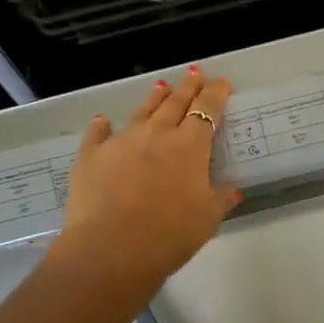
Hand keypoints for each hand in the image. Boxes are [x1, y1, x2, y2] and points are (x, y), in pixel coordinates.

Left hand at [51, 66, 240, 293]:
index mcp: (189, 146)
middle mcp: (156, 134)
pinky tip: (102, 120)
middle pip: (175, 103)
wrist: (110, 249)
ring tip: (160, 86)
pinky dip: (101, 126)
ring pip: (141, 112)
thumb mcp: (207, 219)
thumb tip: (232, 187)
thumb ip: (220, 198)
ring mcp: (121, 141)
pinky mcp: (91, 156)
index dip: (215, 95)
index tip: (221, 82)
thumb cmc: (169, 235)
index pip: (207, 111)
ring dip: (153, 98)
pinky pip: (97, 134)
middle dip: (187, 87)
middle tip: (193, 73)